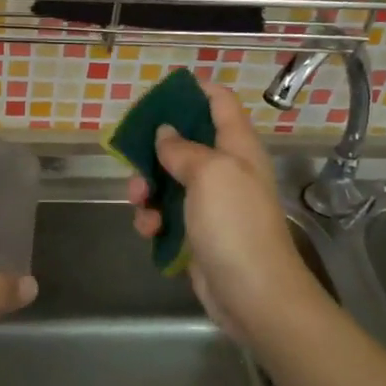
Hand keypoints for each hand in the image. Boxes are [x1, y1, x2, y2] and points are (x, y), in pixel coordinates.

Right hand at [126, 77, 322, 342]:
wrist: (253, 295)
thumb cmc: (235, 225)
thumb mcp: (210, 173)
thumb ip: (183, 148)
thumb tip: (165, 132)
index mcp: (237, 147)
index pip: (220, 102)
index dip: (193, 90)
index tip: (160, 92)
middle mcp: (225, 170)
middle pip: (184, 141)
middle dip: (154, 147)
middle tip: (133, 156)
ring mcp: (211, 204)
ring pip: (167, 180)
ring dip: (147, 188)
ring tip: (139, 202)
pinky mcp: (196, 233)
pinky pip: (166, 215)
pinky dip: (153, 219)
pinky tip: (149, 231)